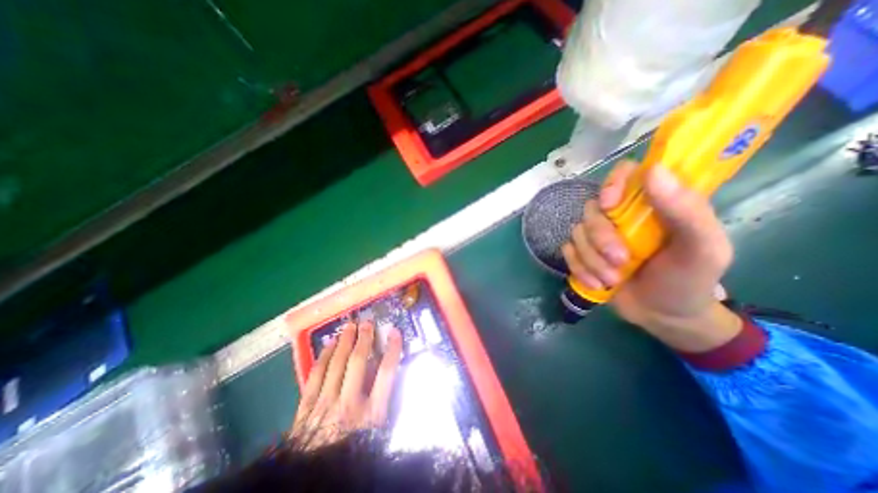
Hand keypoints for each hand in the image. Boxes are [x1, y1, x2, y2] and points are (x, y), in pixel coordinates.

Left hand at [293, 322, 406, 448]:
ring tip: (350, 326)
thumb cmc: (353, 455)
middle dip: (364, 338)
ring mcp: (324, 403)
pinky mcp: (306, 407)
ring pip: (336, 363)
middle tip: (367, 322)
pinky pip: (315, 374)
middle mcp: (349, 403)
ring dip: (344, 341)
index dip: (392, 349)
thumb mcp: (376, 434)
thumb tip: (388, 378)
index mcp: (371, 414)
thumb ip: (383, 405)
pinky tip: (328, 344)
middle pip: (359, 361)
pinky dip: (323, 356)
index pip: (386, 372)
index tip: (395, 332)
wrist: (313, 481)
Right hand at [562, 163, 739, 352]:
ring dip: (592, 259)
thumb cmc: (688, 280)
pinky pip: (567, 252)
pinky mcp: (583, 253)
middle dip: (601, 238)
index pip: (625, 174)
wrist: (663, 316)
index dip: (612, 183)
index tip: (610, 205)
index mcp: (652, 204)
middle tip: (620, 260)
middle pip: (592, 209)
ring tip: (612, 279)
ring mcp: (598, 235)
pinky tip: (596, 284)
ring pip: (577, 233)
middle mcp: (620, 215)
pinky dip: (579, 269)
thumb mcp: (702, 249)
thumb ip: (686, 211)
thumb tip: (654, 171)